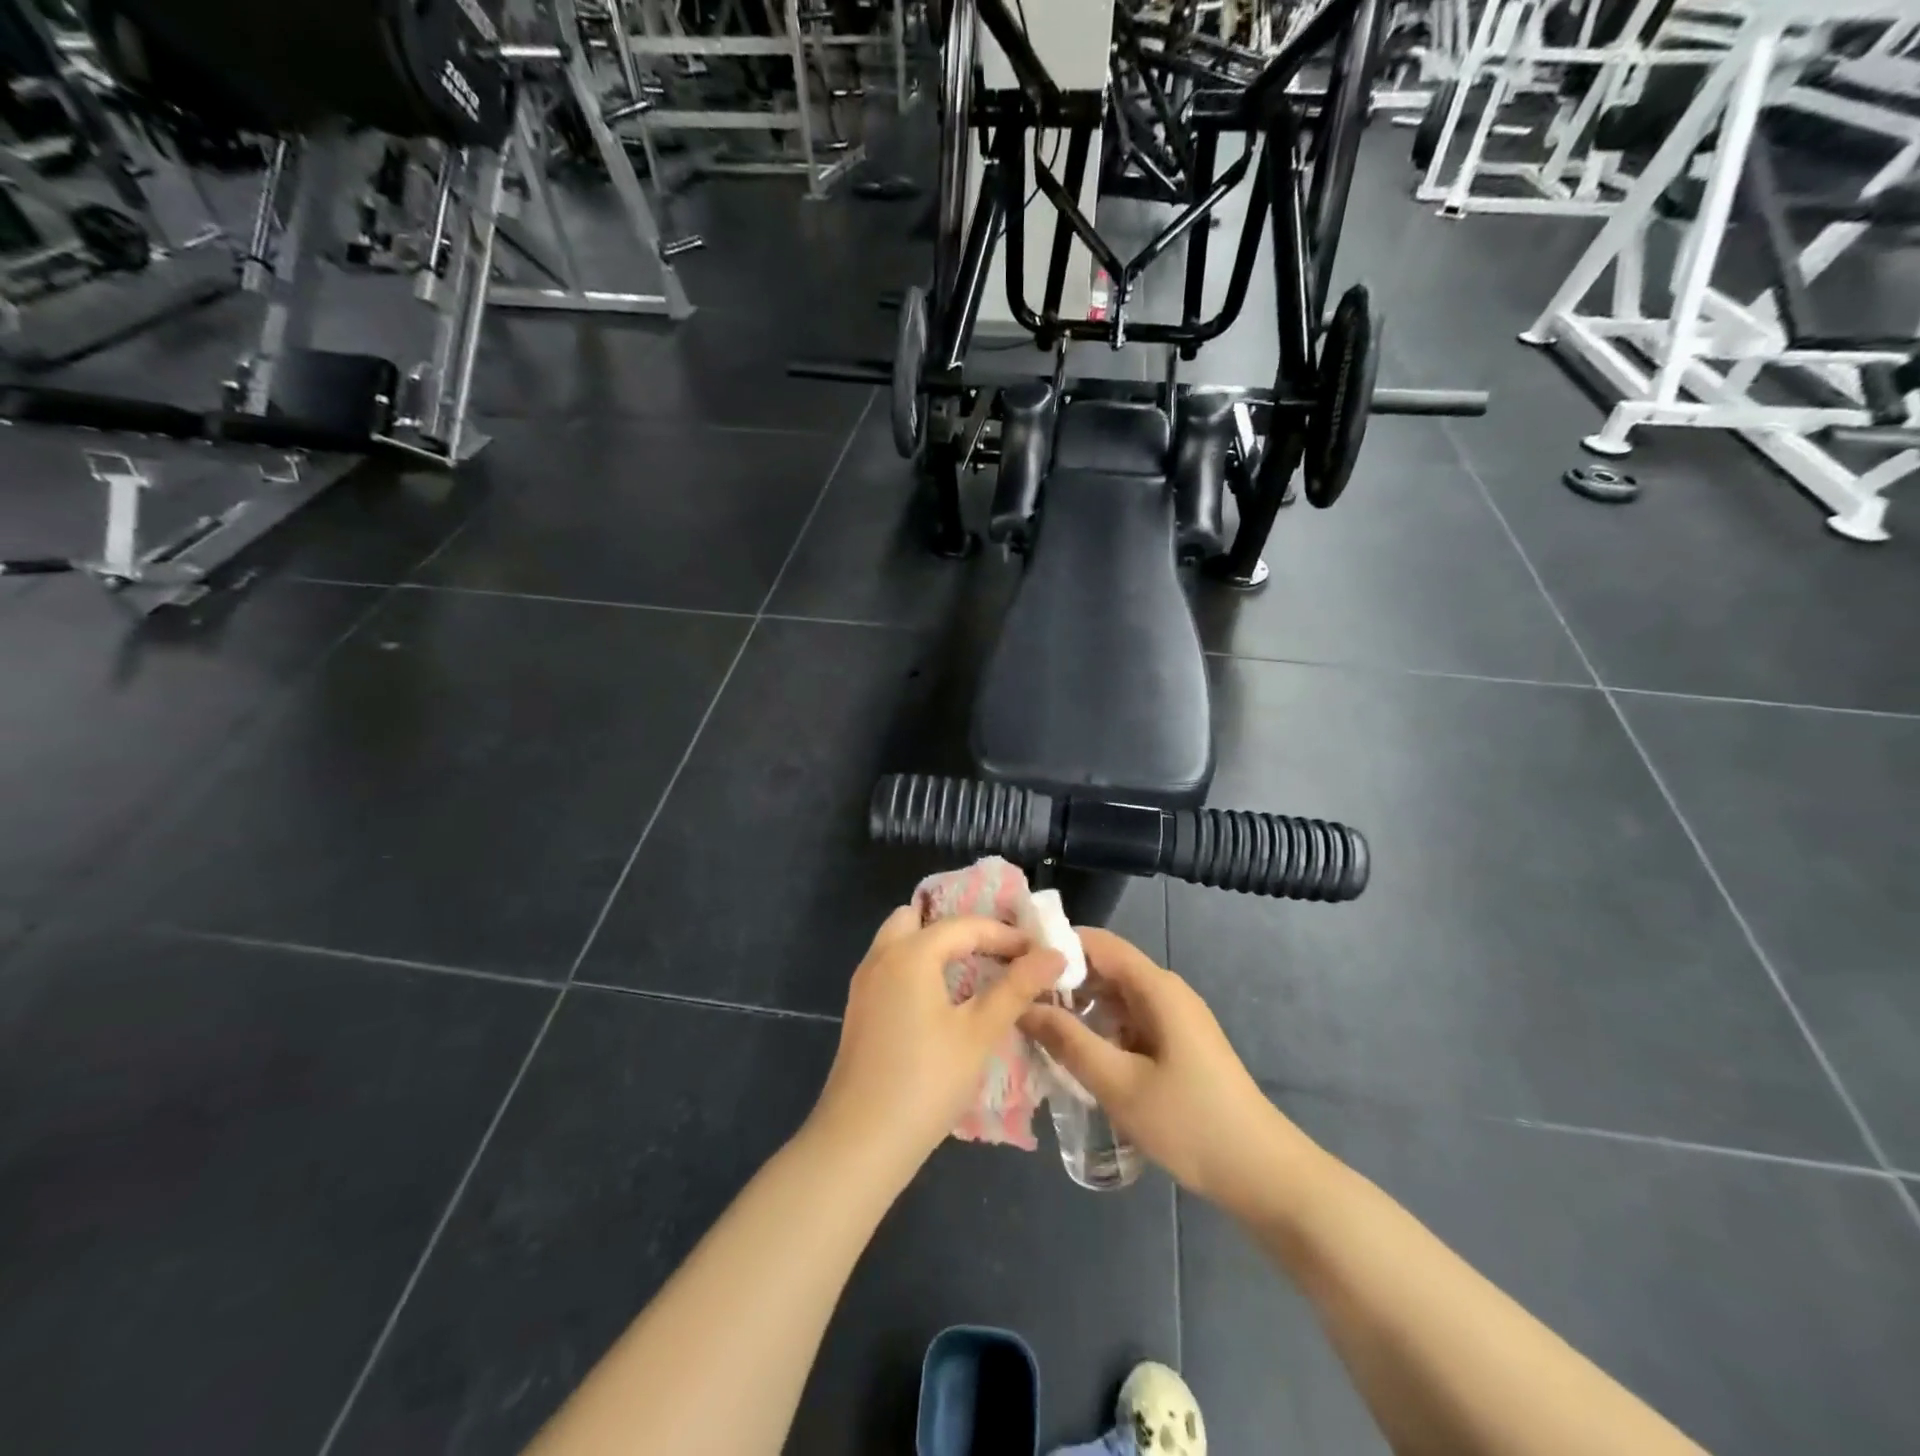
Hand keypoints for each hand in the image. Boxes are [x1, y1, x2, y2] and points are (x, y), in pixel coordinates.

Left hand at [808, 907, 1063, 1180]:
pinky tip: (945, 999)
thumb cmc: (926, 1082)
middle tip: (997, 952)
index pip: (966, 925)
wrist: (860, 1142)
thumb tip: (1054, 955)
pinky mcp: (861, 1009)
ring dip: (938, 947)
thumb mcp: (979, 1033)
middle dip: (961, 929)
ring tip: (977, 972)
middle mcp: (882, 955)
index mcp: (911, 952)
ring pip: (902, 941)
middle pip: (922, 919)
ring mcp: (865, 982)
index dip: (1006, 935)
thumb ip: (1016, 988)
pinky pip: (893, 966)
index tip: (1039, 953)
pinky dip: (920, 967)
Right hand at [1020, 928, 1308, 1217]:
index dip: (1055, 945)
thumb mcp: (1120, 1085)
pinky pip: (1128, 1022)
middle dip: (1061, 980)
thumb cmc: (1192, 1124)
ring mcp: (1174, 1019)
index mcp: (1156, 988)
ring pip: (1115, 998)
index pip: (1097, 943)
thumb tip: (1024, 1006)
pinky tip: (1074, 1056)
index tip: (1014, 962)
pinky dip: (1099, 1030)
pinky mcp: (1177, 1045)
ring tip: (1034, 1028)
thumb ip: (1069, 1042)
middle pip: (1105, 968)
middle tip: (1016, 1001)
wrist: (1264, 1175)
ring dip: (1078, 1008)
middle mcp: (1165, 992)